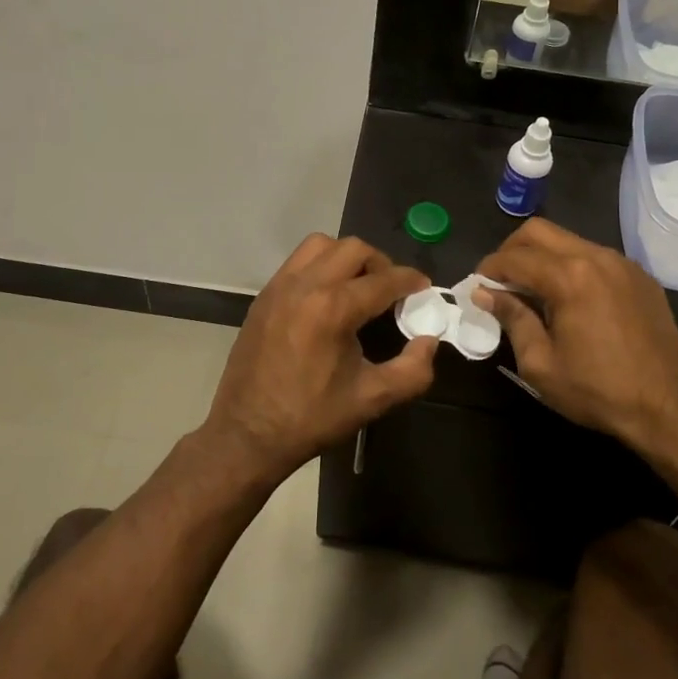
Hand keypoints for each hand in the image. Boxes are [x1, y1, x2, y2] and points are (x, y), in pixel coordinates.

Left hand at [201, 235, 436, 487]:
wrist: (248, 433)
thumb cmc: (312, 418)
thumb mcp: (372, 400)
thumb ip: (412, 370)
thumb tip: (429, 340)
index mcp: (333, 309)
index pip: (383, 279)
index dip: (410, 280)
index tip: (424, 287)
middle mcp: (305, 286)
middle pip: (353, 249)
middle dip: (380, 263)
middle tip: (392, 289)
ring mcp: (280, 287)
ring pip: (321, 245)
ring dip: (347, 256)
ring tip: (358, 285)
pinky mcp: (264, 295)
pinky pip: (298, 261)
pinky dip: (320, 265)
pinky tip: (328, 295)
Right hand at [473, 219, 677, 450]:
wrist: (669, 408)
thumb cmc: (598, 391)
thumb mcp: (541, 363)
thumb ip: (511, 318)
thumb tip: (484, 293)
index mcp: (569, 277)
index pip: (514, 258)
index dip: (488, 269)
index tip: (477, 288)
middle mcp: (596, 257)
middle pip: (539, 231)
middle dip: (512, 250)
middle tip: (501, 281)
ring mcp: (622, 263)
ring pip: (568, 240)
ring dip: (542, 257)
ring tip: (533, 291)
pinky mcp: (639, 276)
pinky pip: (594, 256)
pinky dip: (572, 266)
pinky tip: (570, 299)